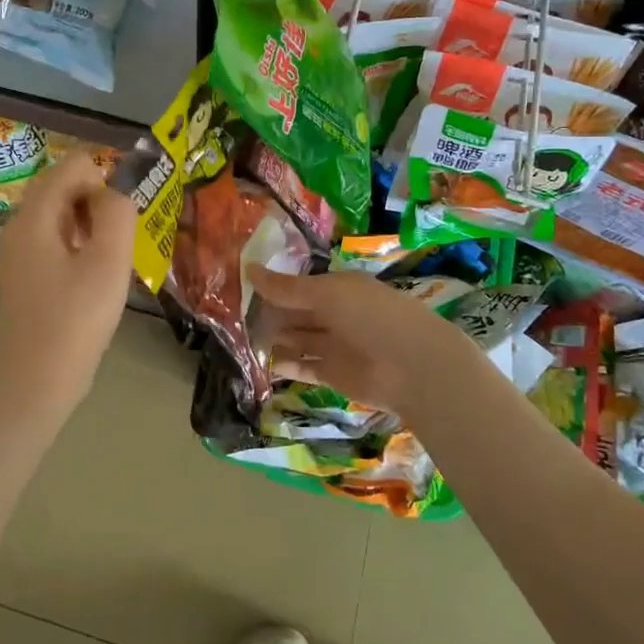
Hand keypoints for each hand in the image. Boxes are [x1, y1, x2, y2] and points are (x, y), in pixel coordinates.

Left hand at [0, 153, 137, 420]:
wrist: (35, 382)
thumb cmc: (75, 320)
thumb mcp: (109, 261)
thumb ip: (117, 213)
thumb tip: (115, 193)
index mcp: (35, 216)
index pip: (73, 165)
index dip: (104, 182)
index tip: (119, 221)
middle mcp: (19, 224)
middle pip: (64, 186)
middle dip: (97, 203)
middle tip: (115, 244)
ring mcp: (18, 250)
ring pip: (61, 213)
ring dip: (90, 225)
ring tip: (107, 262)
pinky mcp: (25, 272)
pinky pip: (55, 238)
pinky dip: (78, 244)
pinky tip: (92, 277)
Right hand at [250, 267, 484, 420]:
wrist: (413, 366)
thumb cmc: (371, 316)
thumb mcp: (326, 293)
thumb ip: (286, 287)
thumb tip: (248, 268)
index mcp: (338, 288)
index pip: (299, 285)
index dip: (272, 286)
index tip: (240, 286)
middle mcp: (335, 314)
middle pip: (295, 313)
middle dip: (268, 313)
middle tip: (230, 314)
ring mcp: (334, 345)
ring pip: (296, 339)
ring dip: (272, 338)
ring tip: (238, 337)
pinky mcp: (332, 375)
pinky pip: (302, 366)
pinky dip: (282, 364)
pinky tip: (257, 361)